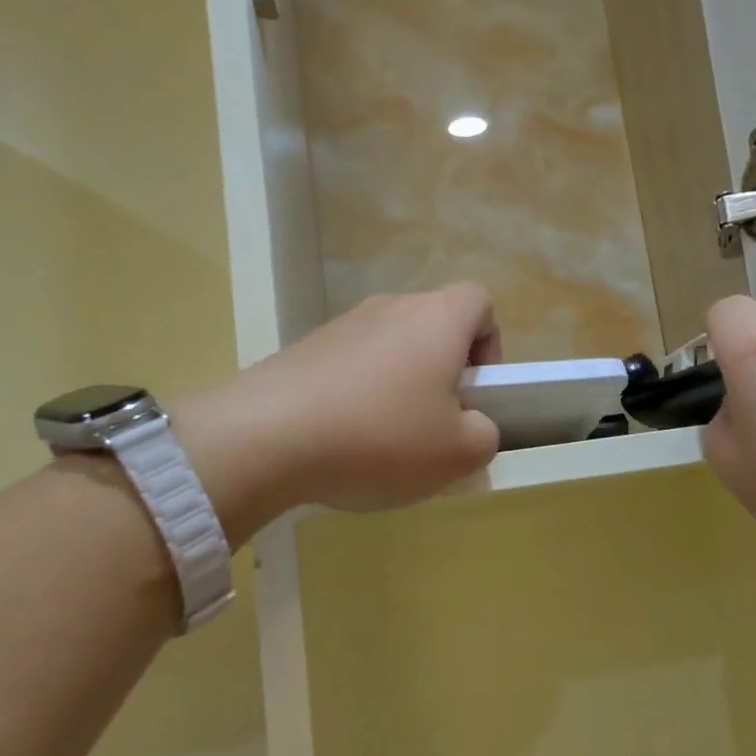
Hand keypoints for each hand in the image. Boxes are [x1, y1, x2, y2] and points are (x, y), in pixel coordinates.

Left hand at [176, 285, 502, 533]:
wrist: (266, 437)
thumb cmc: (381, 436)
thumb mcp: (457, 454)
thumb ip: (484, 435)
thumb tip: (473, 426)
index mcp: (437, 319)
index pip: (480, 302)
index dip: (489, 344)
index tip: (476, 391)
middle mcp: (390, 308)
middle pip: (433, 327)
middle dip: (443, 374)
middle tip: (435, 426)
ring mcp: (341, 326)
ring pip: (390, 349)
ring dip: (399, 388)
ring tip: (384, 444)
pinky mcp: (303, 349)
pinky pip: (349, 367)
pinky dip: (357, 397)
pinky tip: (343, 442)